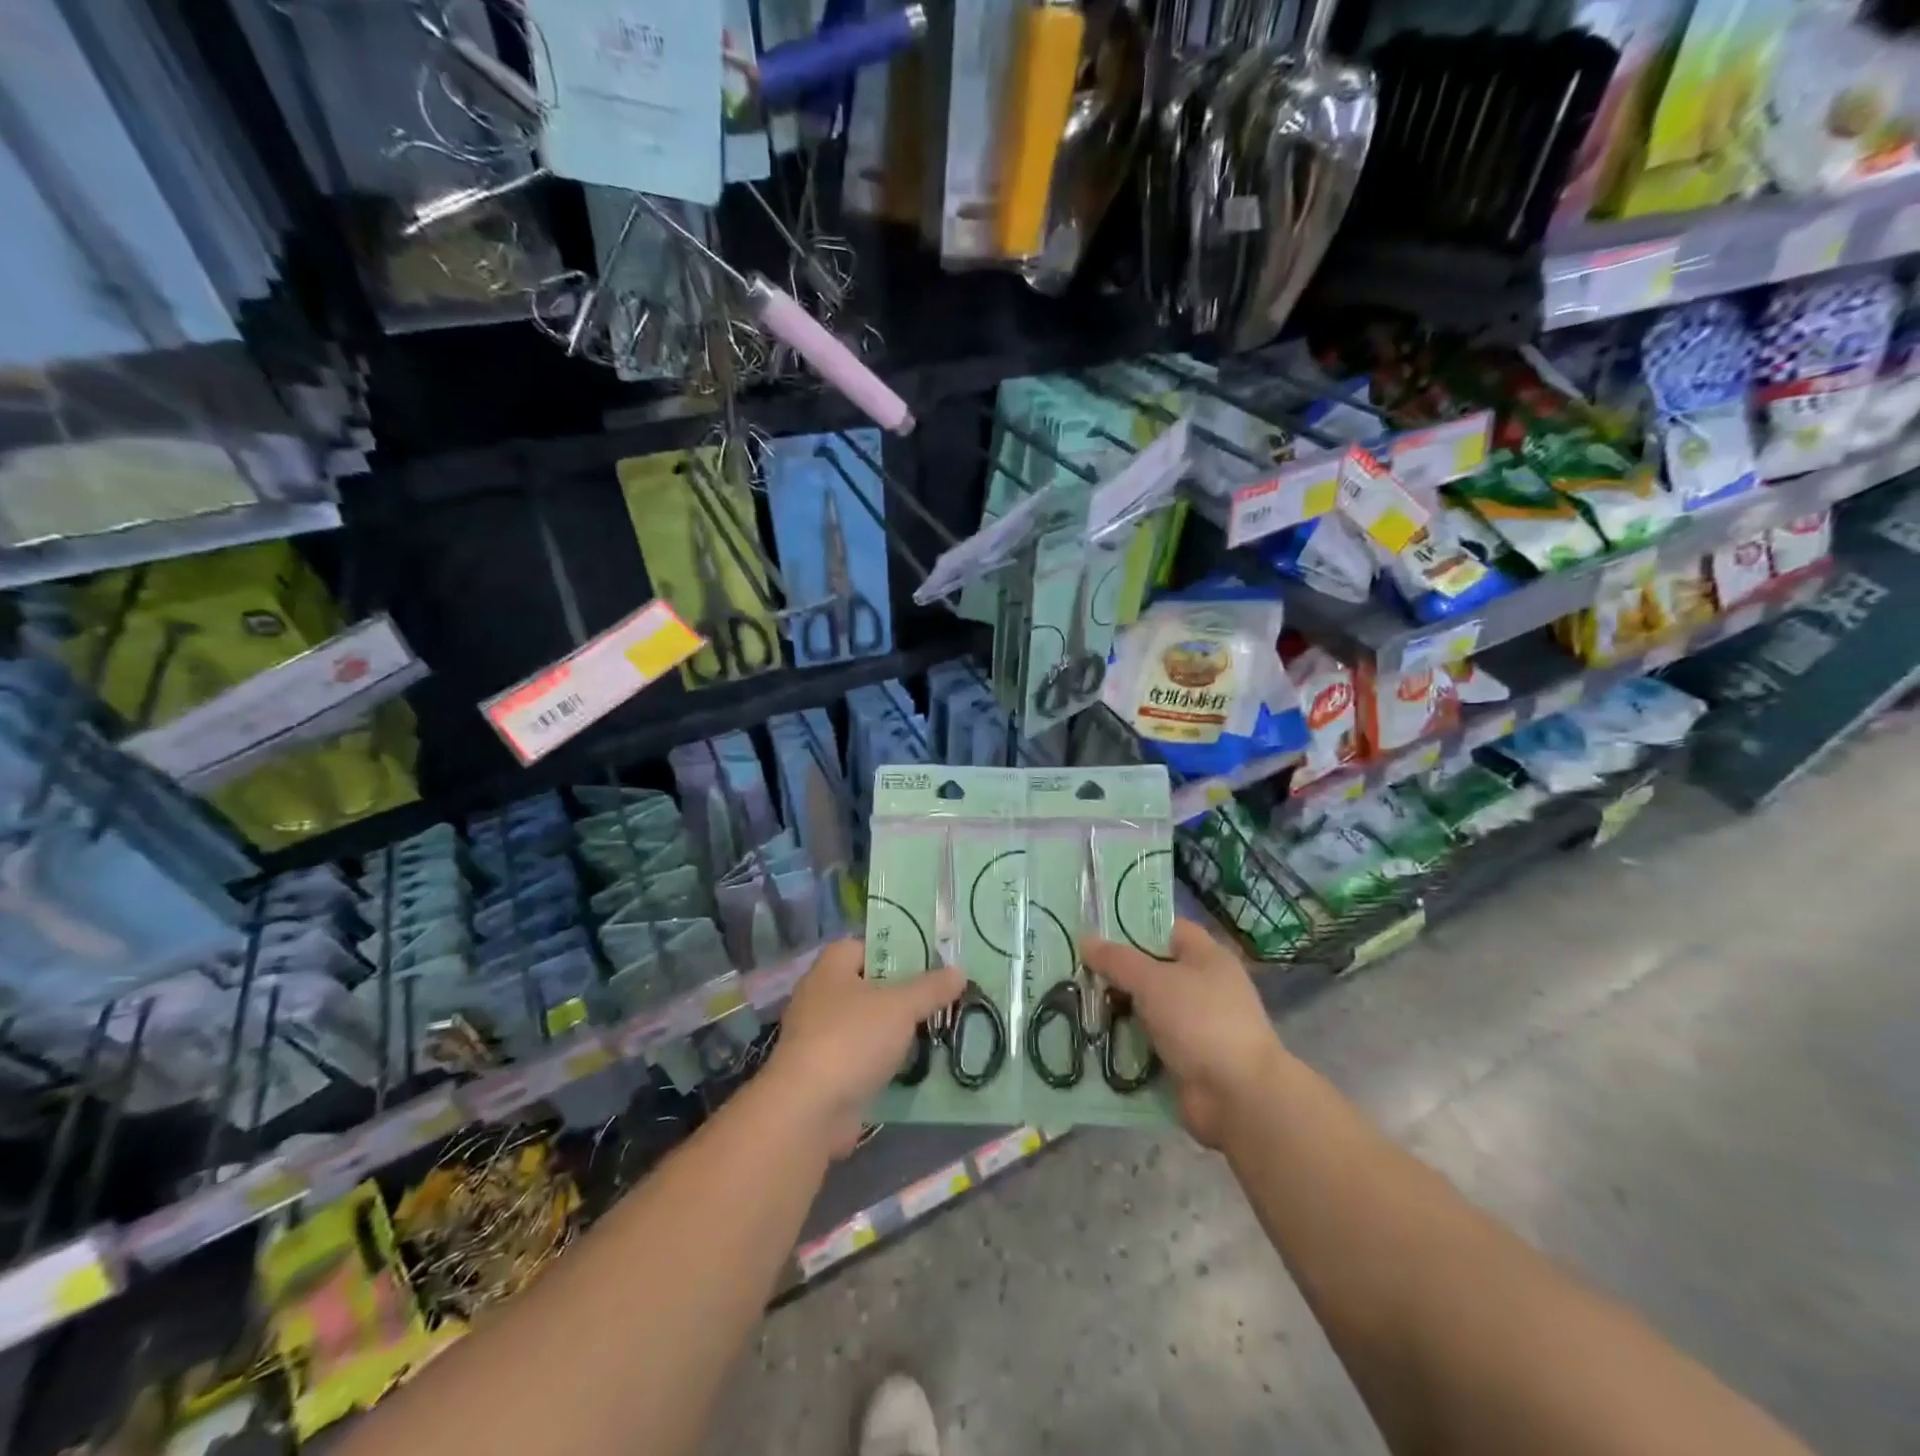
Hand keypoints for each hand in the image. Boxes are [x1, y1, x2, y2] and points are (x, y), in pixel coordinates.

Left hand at [767, 940, 964, 1157]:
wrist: (808, 1110)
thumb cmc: (852, 1039)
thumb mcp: (900, 1006)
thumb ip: (930, 987)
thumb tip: (958, 970)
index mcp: (831, 967)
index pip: (866, 945)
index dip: (897, 950)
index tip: (930, 962)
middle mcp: (820, 995)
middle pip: (870, 985)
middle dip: (903, 993)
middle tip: (940, 997)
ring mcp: (820, 1035)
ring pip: (868, 1023)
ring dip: (896, 1030)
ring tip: (936, 1030)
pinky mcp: (825, 1071)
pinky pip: (862, 1055)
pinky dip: (884, 1060)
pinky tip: (914, 1065)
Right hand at [1083, 919, 1287, 1148]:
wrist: (1237, 1096)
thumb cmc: (1200, 1021)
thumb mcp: (1153, 981)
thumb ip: (1117, 960)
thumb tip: (1085, 939)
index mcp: (1207, 957)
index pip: (1169, 929)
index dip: (1135, 928)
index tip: (1097, 932)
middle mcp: (1205, 987)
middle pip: (1154, 971)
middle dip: (1118, 973)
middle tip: (1077, 971)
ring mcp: (1197, 1027)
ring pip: (1148, 1010)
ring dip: (1118, 1011)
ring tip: (1074, 1004)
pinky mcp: (1187, 1060)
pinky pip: (1149, 1044)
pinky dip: (1127, 1044)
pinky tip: (1093, 1039)